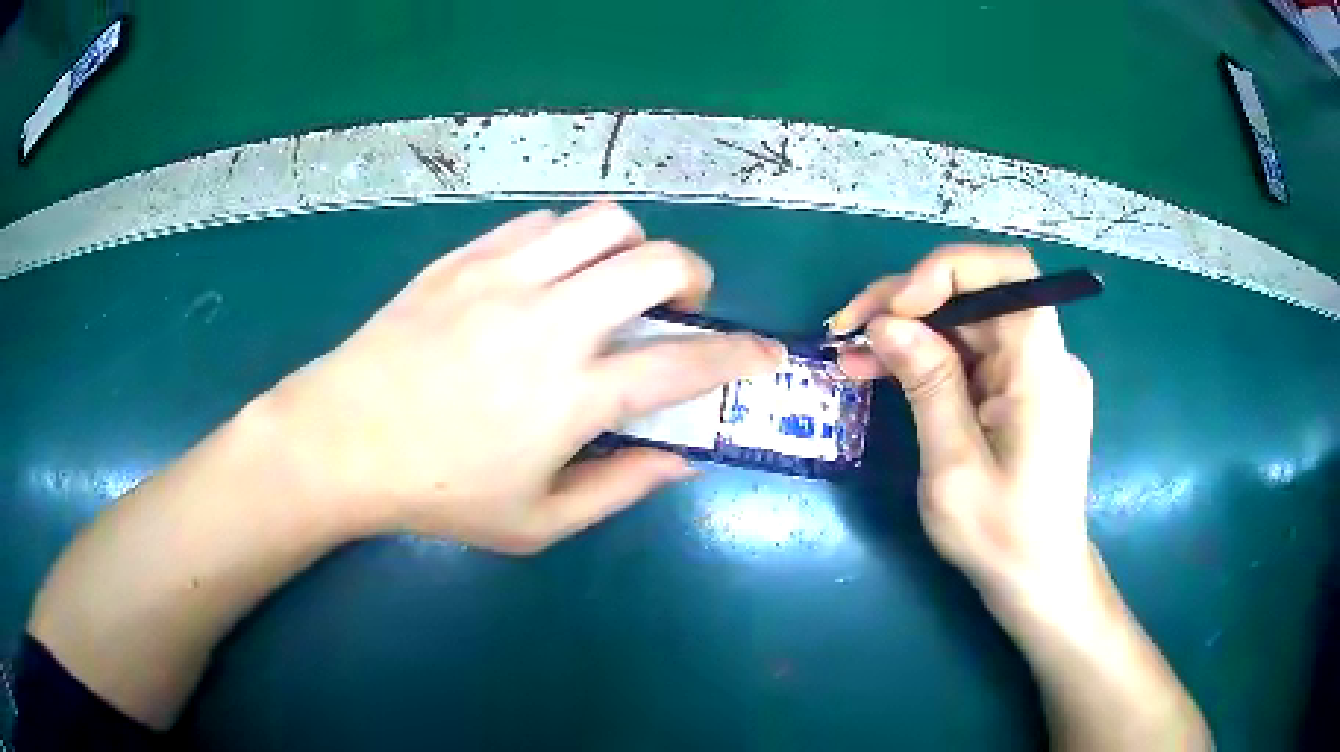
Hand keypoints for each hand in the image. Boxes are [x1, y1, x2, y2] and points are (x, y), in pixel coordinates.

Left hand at [264, 202, 782, 553]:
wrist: (341, 439)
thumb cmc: (438, 491)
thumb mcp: (537, 523)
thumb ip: (619, 488)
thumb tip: (681, 459)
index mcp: (572, 394)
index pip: (686, 364)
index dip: (743, 354)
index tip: (767, 352)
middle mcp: (549, 320)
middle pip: (658, 261)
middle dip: (695, 278)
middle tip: (679, 308)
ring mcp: (503, 278)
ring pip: (603, 223)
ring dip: (630, 250)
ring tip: (611, 285)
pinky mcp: (464, 258)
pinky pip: (540, 224)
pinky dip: (565, 243)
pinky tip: (546, 278)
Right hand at [829, 245, 1095, 607]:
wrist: (1039, 579)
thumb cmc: (1001, 535)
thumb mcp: (953, 467)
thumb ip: (928, 385)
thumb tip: (886, 323)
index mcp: (1042, 369)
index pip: (1010, 272)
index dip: (949, 269)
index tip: (897, 307)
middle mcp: (1047, 357)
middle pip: (980, 295)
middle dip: (912, 302)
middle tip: (850, 328)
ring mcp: (1036, 374)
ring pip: (971, 323)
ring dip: (913, 331)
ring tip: (854, 355)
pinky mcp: (1023, 392)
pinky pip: (975, 356)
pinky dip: (931, 357)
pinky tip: (886, 371)